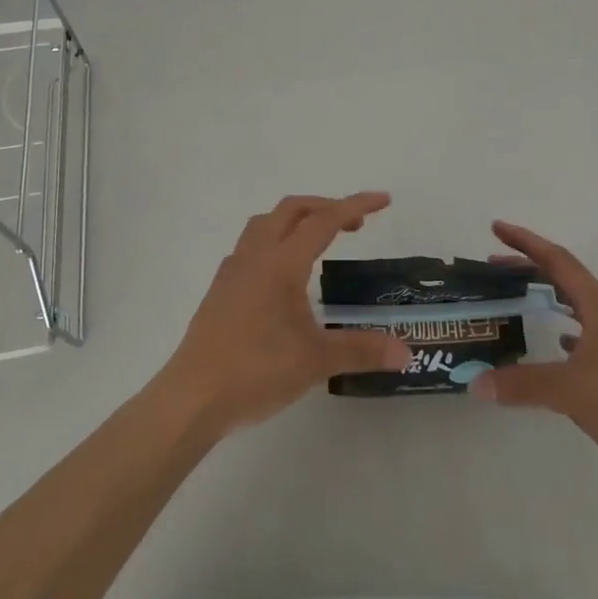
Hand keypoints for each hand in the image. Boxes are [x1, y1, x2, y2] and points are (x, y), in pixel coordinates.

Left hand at [160, 193, 410, 439]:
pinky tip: (283, 274)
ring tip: (318, 240)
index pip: (324, 220)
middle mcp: (256, 255)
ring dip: (296, 220)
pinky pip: (251, 245)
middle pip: (292, 209)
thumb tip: (405, 352)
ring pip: (266, 223)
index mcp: (282, 262)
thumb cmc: (256, 371)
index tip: (383, 200)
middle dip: (326, 207)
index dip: (356, 205)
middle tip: (355, 224)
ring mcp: (233, 270)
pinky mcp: (220, 288)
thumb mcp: (315, 361)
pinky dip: (275, 241)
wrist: (192, 398)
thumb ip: (362, 350)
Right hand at [471, 220, 597, 489]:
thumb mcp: (570, 392)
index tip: (497, 229)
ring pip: (578, 305)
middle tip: (496, 266)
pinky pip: (588, 334)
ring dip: (549, 295)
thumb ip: (522, 384)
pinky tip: (556, 344)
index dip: (526, 242)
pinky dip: (566, 329)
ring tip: (520, 298)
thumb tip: (477, 383)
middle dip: (531, 268)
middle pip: (567, 279)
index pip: (558, 261)